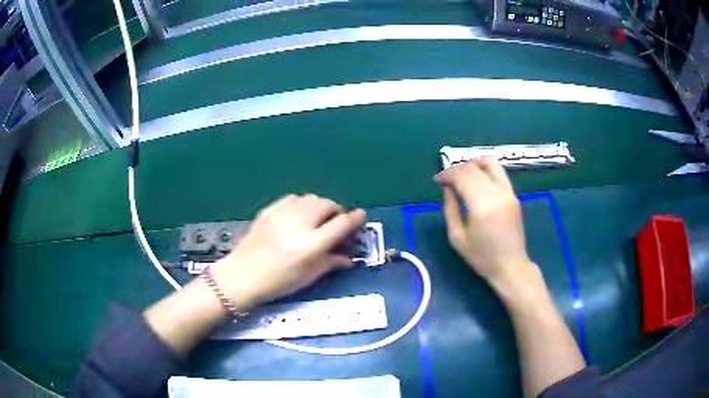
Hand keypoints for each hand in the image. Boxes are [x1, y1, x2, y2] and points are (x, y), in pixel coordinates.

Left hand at [213, 194, 366, 306]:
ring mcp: (281, 215)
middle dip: (337, 212)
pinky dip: (302, 204)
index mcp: (310, 245)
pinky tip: (298, 215)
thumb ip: (330, 263)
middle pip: (327, 205)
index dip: (355, 219)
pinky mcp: (269, 211)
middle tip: (336, 223)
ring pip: (310, 198)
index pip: (341, 224)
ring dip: (320, 206)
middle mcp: (298, 225)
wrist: (241, 276)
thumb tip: (348, 258)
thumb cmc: (276, 283)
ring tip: (317, 219)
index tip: (360, 216)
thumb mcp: (307, 278)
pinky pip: (292, 198)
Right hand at [435, 158, 534, 284]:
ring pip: (490, 163)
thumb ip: (450, 209)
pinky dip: (484, 170)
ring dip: (473, 163)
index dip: (447, 174)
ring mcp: (508, 192)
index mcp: (482, 205)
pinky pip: (499, 173)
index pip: (462, 176)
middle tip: (446, 178)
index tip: (437, 181)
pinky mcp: (514, 195)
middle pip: (474, 167)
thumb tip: (447, 189)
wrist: (510, 266)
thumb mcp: (457, 237)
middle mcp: (497, 193)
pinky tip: (476, 181)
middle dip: (456, 168)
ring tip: (462, 174)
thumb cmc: (482, 257)